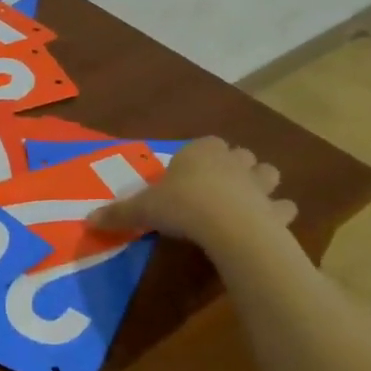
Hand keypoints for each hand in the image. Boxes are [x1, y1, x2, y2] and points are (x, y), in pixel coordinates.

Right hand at [89, 137, 295, 259]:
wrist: (226, 226)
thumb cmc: (181, 206)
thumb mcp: (143, 209)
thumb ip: (119, 213)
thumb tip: (87, 220)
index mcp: (200, 151)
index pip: (203, 144)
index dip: (197, 159)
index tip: (187, 177)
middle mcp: (233, 160)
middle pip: (239, 155)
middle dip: (234, 167)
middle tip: (217, 188)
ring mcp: (258, 183)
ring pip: (268, 173)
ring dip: (261, 184)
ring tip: (246, 202)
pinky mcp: (276, 209)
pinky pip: (283, 208)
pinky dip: (278, 214)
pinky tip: (267, 225)